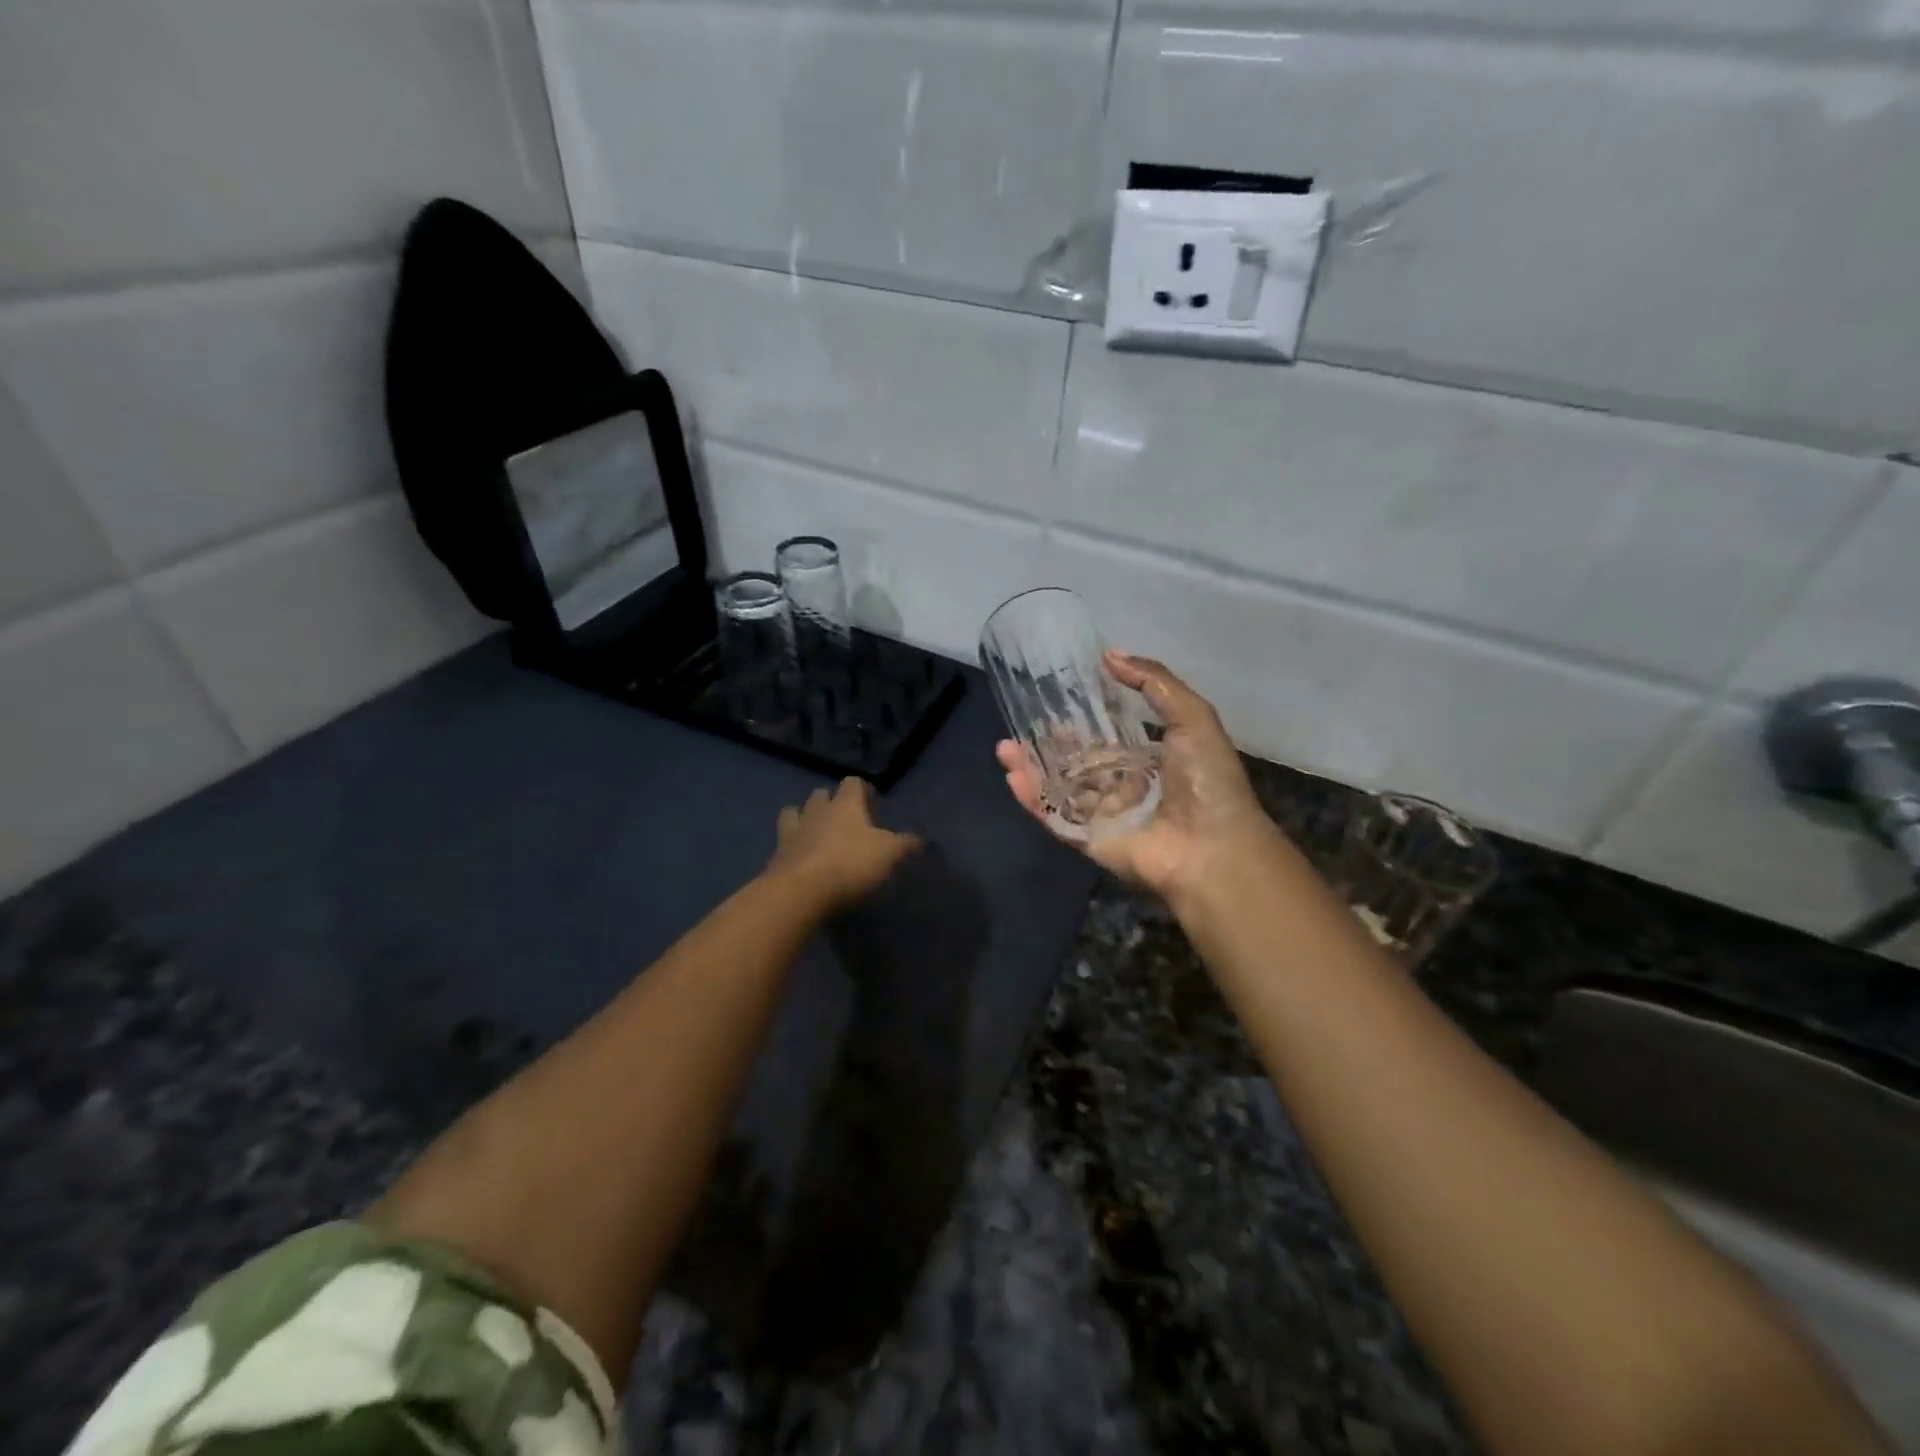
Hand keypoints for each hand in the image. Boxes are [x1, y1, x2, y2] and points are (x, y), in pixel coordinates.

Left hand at [767, 778, 921, 911]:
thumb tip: (919, 837)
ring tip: (815, 835)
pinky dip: (792, 847)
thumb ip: (904, 843)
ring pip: (794, 813)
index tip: (872, 804)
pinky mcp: (776, 856)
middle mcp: (816, 811)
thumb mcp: (888, 854)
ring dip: (804, 819)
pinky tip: (802, 860)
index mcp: (844, 804)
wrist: (800, 892)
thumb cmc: (850, 864)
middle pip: (820, 794)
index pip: (852, 783)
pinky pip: (783, 843)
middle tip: (844, 821)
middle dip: (830, 802)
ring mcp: (791, 832)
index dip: (863, 790)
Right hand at [996, 651, 1283, 902]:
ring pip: (1060, 788)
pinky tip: (1012, 777)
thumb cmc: (1206, 780)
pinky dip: (1033, 799)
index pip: (1109, 740)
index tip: (1058, 703)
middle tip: (1024, 724)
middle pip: (1078, 764)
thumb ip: (1154, 682)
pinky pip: (1055, 817)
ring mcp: (1104, 816)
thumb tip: (1109, 655)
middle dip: (1050, 746)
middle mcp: (1125, 788)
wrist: (1212, 848)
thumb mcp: (1192, 717)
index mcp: (1151, 762)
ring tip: (1004, 748)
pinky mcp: (1089, 840)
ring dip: (1031, 768)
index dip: (1083, 723)